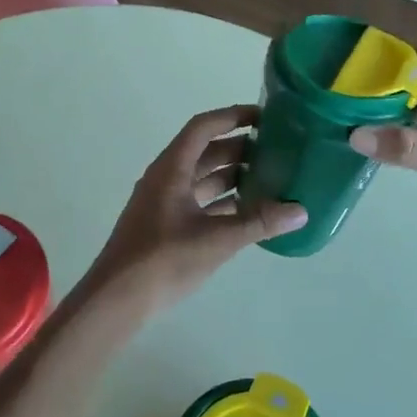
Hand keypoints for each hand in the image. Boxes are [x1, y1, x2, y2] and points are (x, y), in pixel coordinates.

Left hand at [87, 106, 307, 310]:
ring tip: (271, 179)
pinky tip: (249, 212)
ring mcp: (164, 203)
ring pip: (203, 178)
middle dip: (240, 148)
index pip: (203, 127)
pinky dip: (223, 202)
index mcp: (171, 169)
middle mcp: (166, 178)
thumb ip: (258, 223)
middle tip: (277, 150)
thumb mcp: (216, 240)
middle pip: (205, 151)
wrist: (116, 300)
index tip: (264, 117)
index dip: (232, 117)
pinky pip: (199, 202)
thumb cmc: (162, 260)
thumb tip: (300, 211)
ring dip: (233, 176)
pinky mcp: (167, 226)